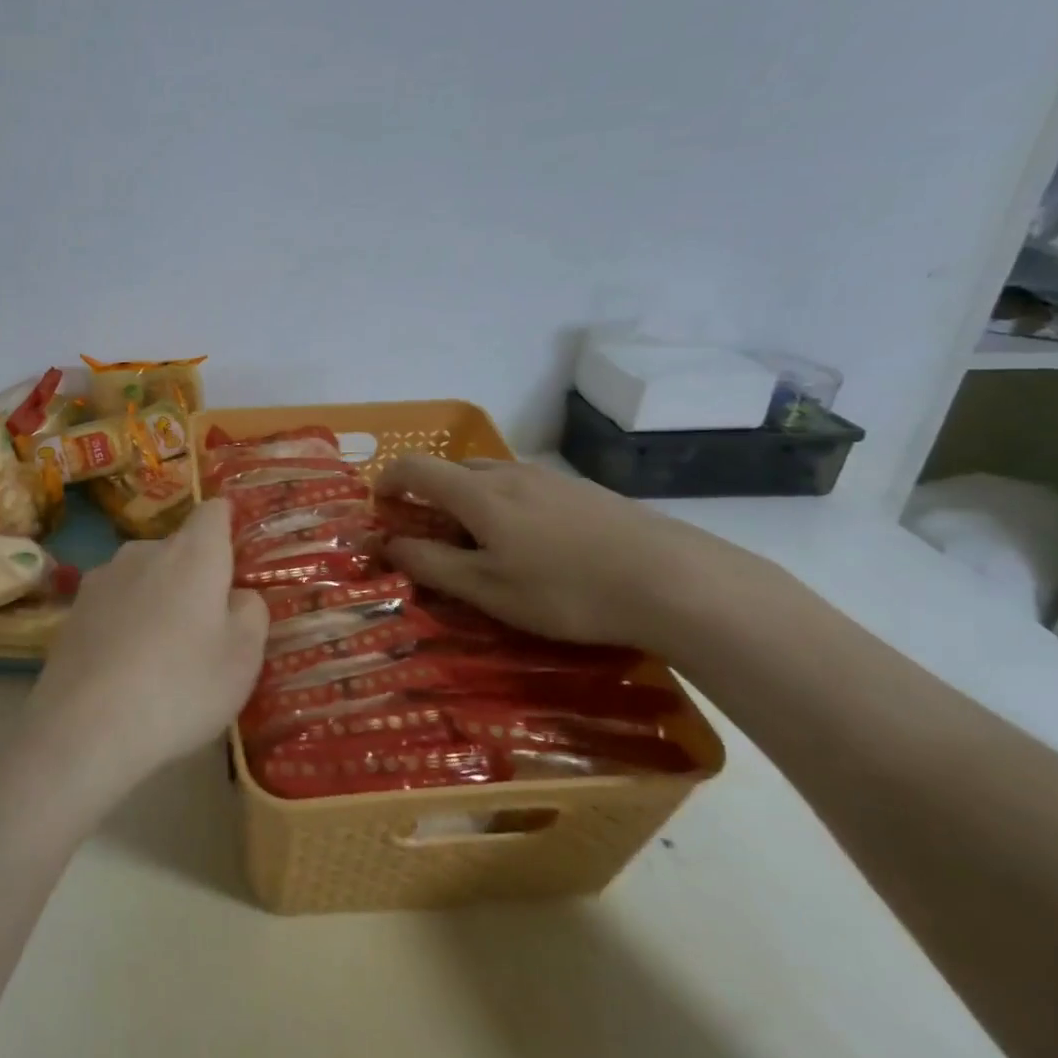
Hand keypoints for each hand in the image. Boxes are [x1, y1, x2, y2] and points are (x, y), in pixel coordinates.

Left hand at [25, 499, 267, 792]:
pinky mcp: (73, 609)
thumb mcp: (242, 658)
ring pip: (143, 577)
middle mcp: (144, 551)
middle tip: (207, 627)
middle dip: (194, 576)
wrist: (85, 726)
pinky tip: (125, 668)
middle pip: (178, 549)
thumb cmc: (180, 686)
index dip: (228, 524)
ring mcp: (102, 578)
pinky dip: (125, 623)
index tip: (236, 554)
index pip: (214, 511)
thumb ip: (251, 614)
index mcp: (192, 553)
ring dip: (157, 599)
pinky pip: (113, 604)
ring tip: (162, 654)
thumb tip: (238, 595)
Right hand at [376, 456, 767, 648]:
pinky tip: (534, 549)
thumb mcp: (488, 590)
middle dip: (427, 499)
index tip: (381, 512)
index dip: (387, 483)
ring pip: (489, 480)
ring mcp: (549, 478)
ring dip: (467, 504)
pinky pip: (523, 490)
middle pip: (450, 470)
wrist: (676, 581)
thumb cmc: (567, 590)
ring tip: (483, 550)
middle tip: (431, 543)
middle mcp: (508, 473)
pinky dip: (504, 509)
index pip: (413, 467)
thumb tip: (388, 545)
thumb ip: (431, 565)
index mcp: (476, 492)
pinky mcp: (582, 492)